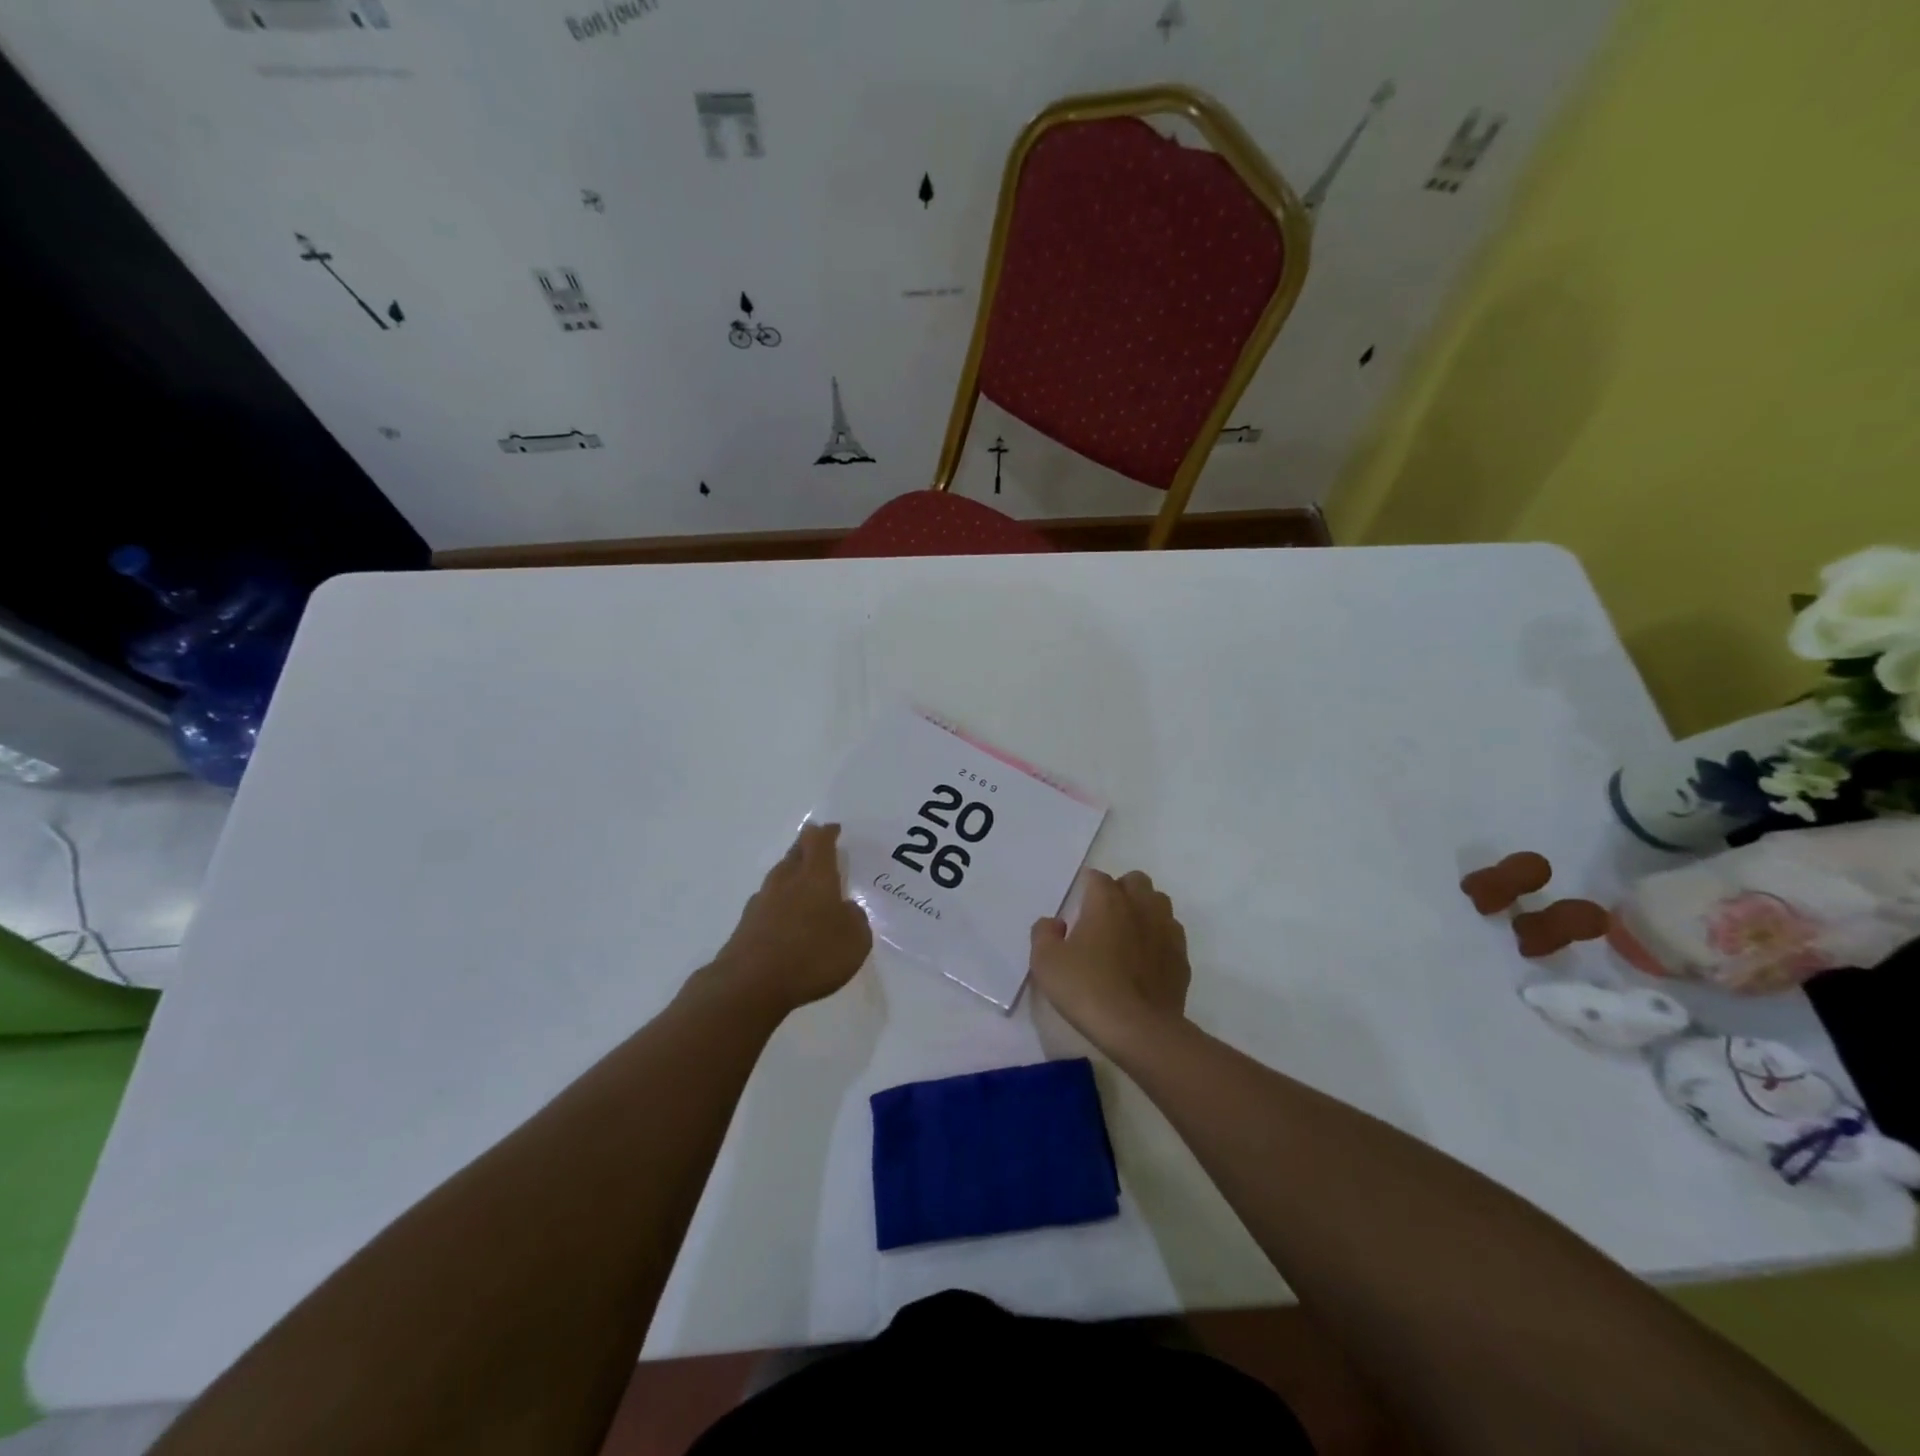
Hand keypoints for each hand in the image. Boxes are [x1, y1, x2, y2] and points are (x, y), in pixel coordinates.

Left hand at [708, 823, 871, 1017]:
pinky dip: (779, 903)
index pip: (820, 841)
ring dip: (791, 874)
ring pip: (779, 877)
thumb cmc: (812, 955)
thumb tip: (846, 909)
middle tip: (816, 845)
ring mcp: (762, 902)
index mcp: (815, 876)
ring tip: (802, 881)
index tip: (833, 829)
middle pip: (795, 853)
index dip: (827, 833)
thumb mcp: (855, 939)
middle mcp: (786, 881)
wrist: (750, 984)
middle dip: (806, 846)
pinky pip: (768, 904)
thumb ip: (855, 919)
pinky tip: (784, 917)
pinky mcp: (746, 925)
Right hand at [1030, 869, 1190, 1048]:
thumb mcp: (1046, 962)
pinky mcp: (1181, 957)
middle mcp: (1141, 906)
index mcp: (1107, 900)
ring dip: (1143, 910)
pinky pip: (1171, 934)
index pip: (1096, 877)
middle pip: (1135, 881)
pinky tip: (1145, 960)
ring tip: (1127, 935)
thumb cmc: (1087, 989)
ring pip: (1158, 903)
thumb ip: (1044, 933)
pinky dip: (1158, 938)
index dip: (1084, 889)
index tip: (1075, 910)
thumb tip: (1055, 923)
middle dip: (1120, 891)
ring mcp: (1166, 930)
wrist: (1138, 1030)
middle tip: (1102, 918)